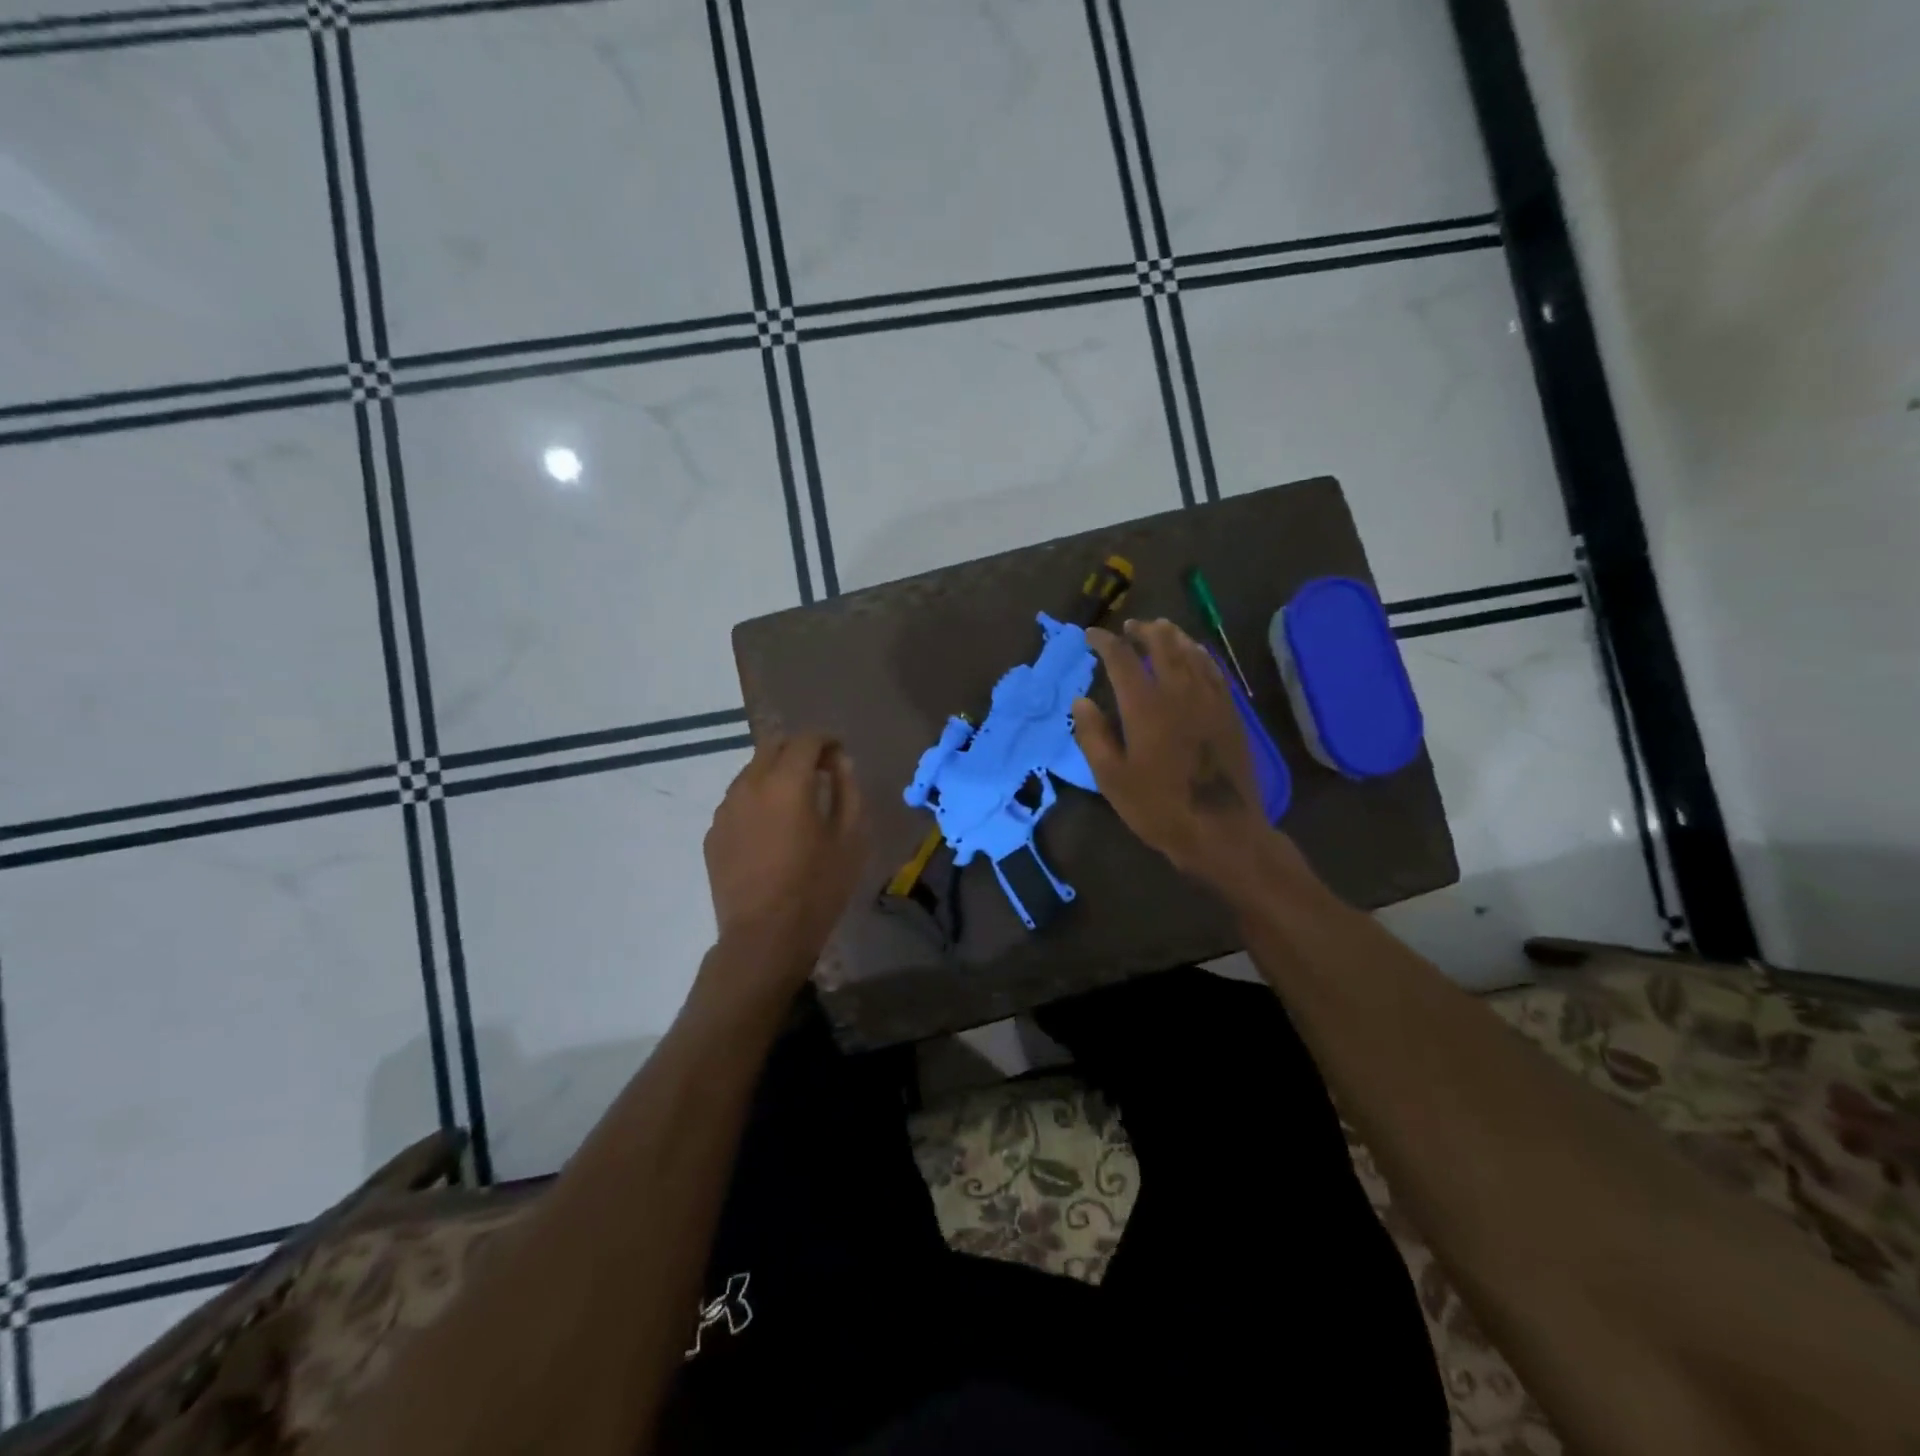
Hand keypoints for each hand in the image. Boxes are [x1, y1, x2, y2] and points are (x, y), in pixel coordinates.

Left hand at [703, 732, 869, 975]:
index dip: (826, 741)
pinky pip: (737, 801)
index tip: (839, 754)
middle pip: (772, 746)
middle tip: (819, 771)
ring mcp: (725, 809)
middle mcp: (750, 785)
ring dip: (775, 773)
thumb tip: (840, 763)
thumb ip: (847, 791)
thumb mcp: (849, 839)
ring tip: (794, 801)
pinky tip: (771, 829)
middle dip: (798, 750)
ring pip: (750, 772)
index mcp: (787, 782)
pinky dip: (757, 800)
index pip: (805, 740)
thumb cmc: (816, 888)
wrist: (763, 937)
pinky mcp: (713, 833)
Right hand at [1071, 619, 1286, 888]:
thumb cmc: (1158, 808)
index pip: (1121, 658)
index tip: (1090, 635)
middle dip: (1143, 630)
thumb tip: (1081, 701)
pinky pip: (1214, 670)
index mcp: (1145, 706)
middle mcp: (1178, 692)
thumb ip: (1093, 735)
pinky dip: (1200, 653)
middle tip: (1129, 626)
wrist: (1221, 830)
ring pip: (1191, 652)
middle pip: (1162, 644)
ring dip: (1172, 635)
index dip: (1104, 641)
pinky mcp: (1230, 712)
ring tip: (1160, 629)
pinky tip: (1195, 654)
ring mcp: (1209, 699)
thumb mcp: (1111, 778)